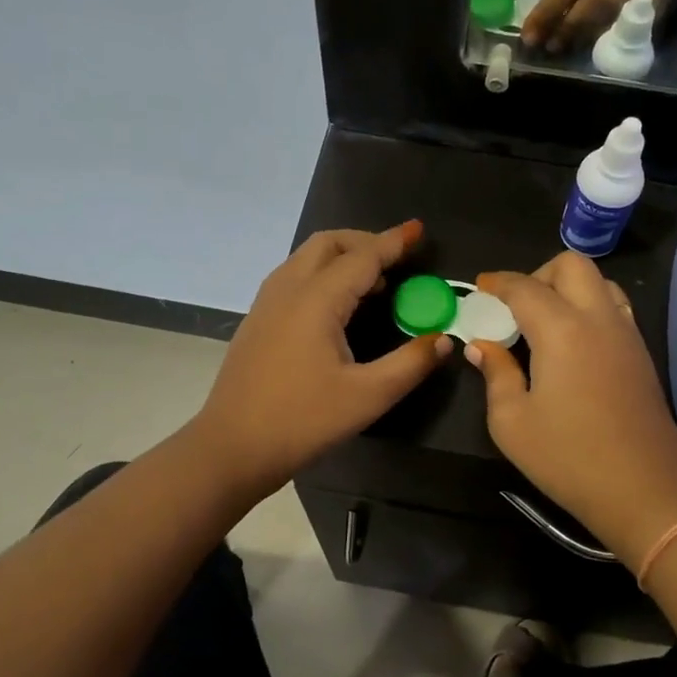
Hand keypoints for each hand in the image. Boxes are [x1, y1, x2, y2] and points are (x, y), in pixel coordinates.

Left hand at [194, 222, 450, 498]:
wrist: (232, 447)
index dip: (393, 242)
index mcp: (316, 300)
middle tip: (397, 258)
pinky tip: (339, 307)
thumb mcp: (367, 397)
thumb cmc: (302, 421)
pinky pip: (294, 278)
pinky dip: (322, 274)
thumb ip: (410, 364)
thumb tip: (444, 339)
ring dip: (342, 257)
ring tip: (375, 281)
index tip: (419, 229)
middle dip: (365, 241)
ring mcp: (266, 304)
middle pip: (328, 244)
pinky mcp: (257, 321)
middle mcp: (287, 290)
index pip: (362, 257)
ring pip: (306, 258)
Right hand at [466, 252, 676, 562]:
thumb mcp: (511, 422)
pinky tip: (571, 346)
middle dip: (538, 274)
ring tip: (544, 324)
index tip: (480, 289)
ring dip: (568, 289)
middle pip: (572, 265)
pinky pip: (615, 308)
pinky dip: (589, 308)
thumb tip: (481, 347)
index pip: (525, 287)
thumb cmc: (568, 458)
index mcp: (562, 329)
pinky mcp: (642, 355)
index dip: (498, 283)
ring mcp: (628, 334)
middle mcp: (599, 319)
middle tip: (516, 308)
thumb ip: (495, 374)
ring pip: (600, 282)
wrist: (644, 492)